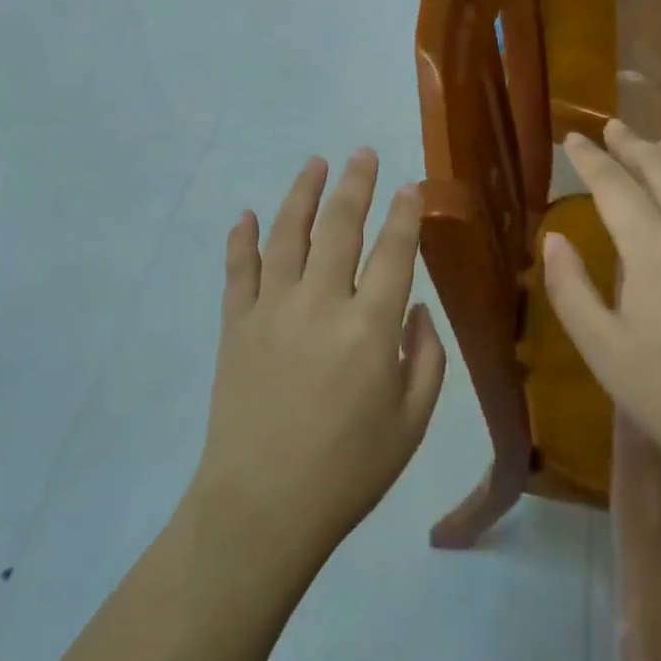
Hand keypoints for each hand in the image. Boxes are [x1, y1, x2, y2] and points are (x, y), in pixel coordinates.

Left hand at [190, 149, 446, 562]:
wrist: (262, 507)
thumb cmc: (348, 471)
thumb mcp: (411, 424)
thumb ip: (425, 359)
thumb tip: (414, 309)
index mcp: (370, 327)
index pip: (393, 251)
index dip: (404, 214)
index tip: (409, 187)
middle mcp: (321, 302)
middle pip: (340, 227)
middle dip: (356, 184)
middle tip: (363, 153)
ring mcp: (272, 309)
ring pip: (288, 234)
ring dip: (302, 194)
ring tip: (315, 163)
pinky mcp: (235, 325)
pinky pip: (239, 270)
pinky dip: (242, 239)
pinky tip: (247, 215)